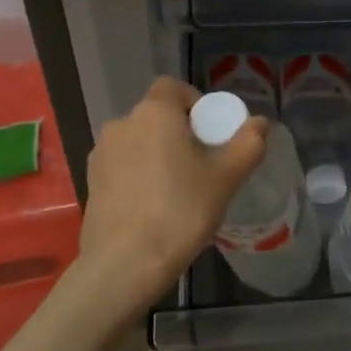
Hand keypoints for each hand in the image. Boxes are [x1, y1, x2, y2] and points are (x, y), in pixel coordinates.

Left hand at [77, 77, 266, 307]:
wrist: (125, 264)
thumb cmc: (180, 211)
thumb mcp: (226, 178)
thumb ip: (248, 144)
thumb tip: (259, 123)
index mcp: (154, 113)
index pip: (173, 87)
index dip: (195, 103)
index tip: (211, 133)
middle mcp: (122, 124)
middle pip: (156, 116)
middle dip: (179, 132)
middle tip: (202, 166)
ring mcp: (101, 153)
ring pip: (139, 142)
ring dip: (158, 155)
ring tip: (177, 190)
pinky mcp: (91, 182)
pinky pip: (123, 166)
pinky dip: (139, 175)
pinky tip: (153, 207)